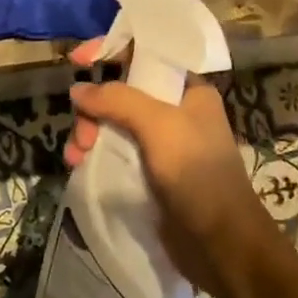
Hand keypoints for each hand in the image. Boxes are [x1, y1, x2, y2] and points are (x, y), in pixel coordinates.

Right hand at [65, 39, 280, 297]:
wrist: (221, 246)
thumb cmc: (198, 175)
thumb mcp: (159, 126)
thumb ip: (117, 100)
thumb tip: (77, 90)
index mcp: (188, 90)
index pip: (144, 54)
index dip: (109, 51)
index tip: (76, 61)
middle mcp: (174, 111)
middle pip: (120, 91)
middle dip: (94, 107)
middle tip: (82, 133)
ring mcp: (160, 144)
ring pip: (112, 123)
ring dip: (88, 133)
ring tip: (75, 157)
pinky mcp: (149, 173)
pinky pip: (113, 151)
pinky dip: (94, 154)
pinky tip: (79, 167)